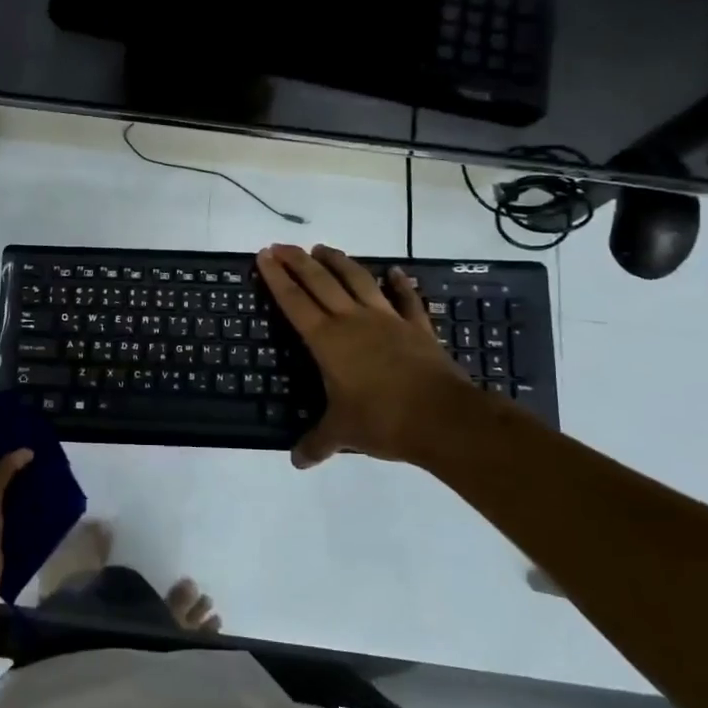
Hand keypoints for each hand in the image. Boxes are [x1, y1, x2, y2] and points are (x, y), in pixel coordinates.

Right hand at [256, 243, 473, 469]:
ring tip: (323, 248)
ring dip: (339, 262)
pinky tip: (395, 271)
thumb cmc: (382, 420)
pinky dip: (401, 284)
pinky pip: (406, 300)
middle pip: (321, 282)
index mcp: (327, 341)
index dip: (277, 278)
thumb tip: (297, 461)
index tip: (264, 255)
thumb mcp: (342, 434)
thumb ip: (317, 443)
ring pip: (358, 281)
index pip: (294, 302)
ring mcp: (388, 320)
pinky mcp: (417, 328)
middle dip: (298, 261)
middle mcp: (353, 321)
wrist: (443, 418)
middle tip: (281, 245)